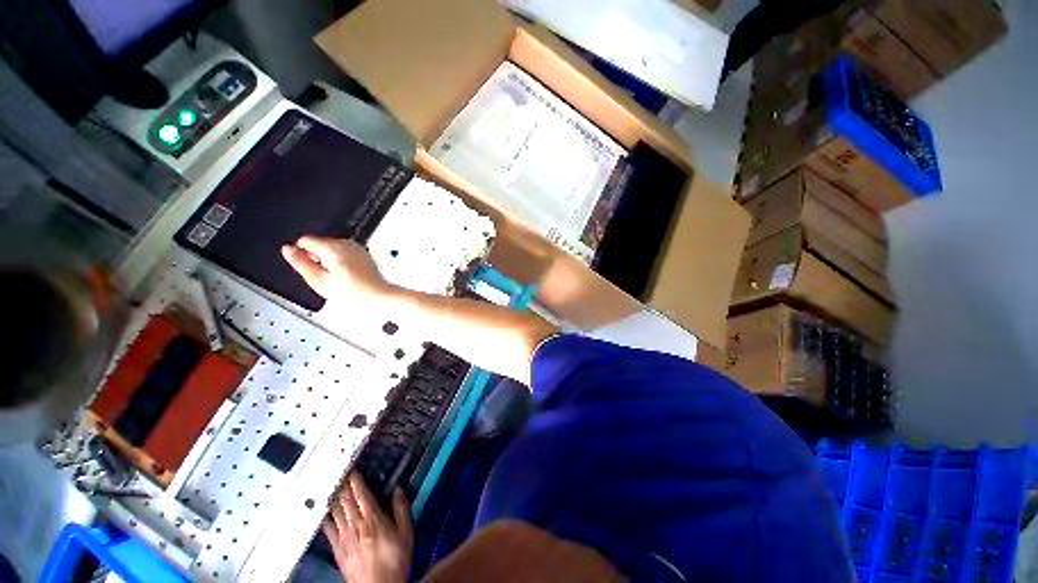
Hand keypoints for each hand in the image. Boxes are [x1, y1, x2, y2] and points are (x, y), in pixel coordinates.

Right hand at [281, 237, 394, 304]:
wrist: (377, 296)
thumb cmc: (352, 292)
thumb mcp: (319, 280)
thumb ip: (300, 263)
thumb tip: (287, 250)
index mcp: (333, 247)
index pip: (304, 240)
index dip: (301, 254)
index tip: (309, 268)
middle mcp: (346, 243)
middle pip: (319, 244)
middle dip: (316, 259)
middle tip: (325, 277)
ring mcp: (356, 248)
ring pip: (331, 249)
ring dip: (329, 261)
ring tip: (337, 278)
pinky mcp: (363, 254)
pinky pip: (344, 254)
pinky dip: (341, 263)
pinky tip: (346, 276)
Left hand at [323, 473, 413, 582]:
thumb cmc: (396, 559)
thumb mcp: (406, 532)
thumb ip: (401, 509)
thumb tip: (397, 489)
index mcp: (373, 518)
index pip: (361, 494)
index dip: (356, 480)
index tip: (352, 468)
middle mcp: (356, 524)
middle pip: (346, 500)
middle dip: (343, 485)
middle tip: (340, 472)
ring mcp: (344, 538)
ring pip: (336, 512)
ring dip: (334, 497)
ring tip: (332, 486)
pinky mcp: (338, 550)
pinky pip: (329, 530)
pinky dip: (326, 518)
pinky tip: (324, 511)